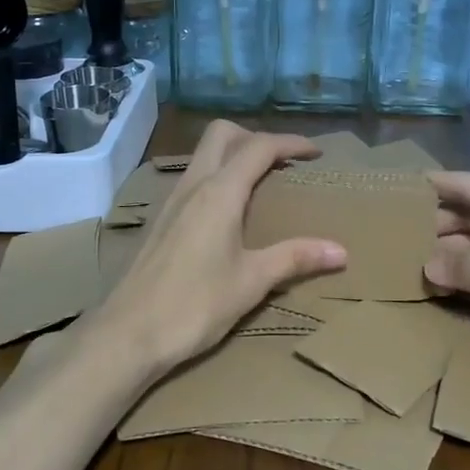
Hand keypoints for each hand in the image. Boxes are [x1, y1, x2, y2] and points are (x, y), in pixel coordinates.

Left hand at [87, 122, 346, 384]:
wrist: (128, 334)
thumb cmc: (194, 305)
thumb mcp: (252, 282)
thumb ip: (295, 259)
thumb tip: (341, 251)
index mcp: (219, 193)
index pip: (259, 148)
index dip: (291, 143)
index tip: (316, 152)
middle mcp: (193, 186)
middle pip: (222, 134)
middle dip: (255, 137)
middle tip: (282, 163)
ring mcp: (172, 201)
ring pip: (203, 155)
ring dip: (234, 155)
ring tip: (261, 184)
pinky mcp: (160, 221)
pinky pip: (193, 179)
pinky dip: (217, 177)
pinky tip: (228, 213)